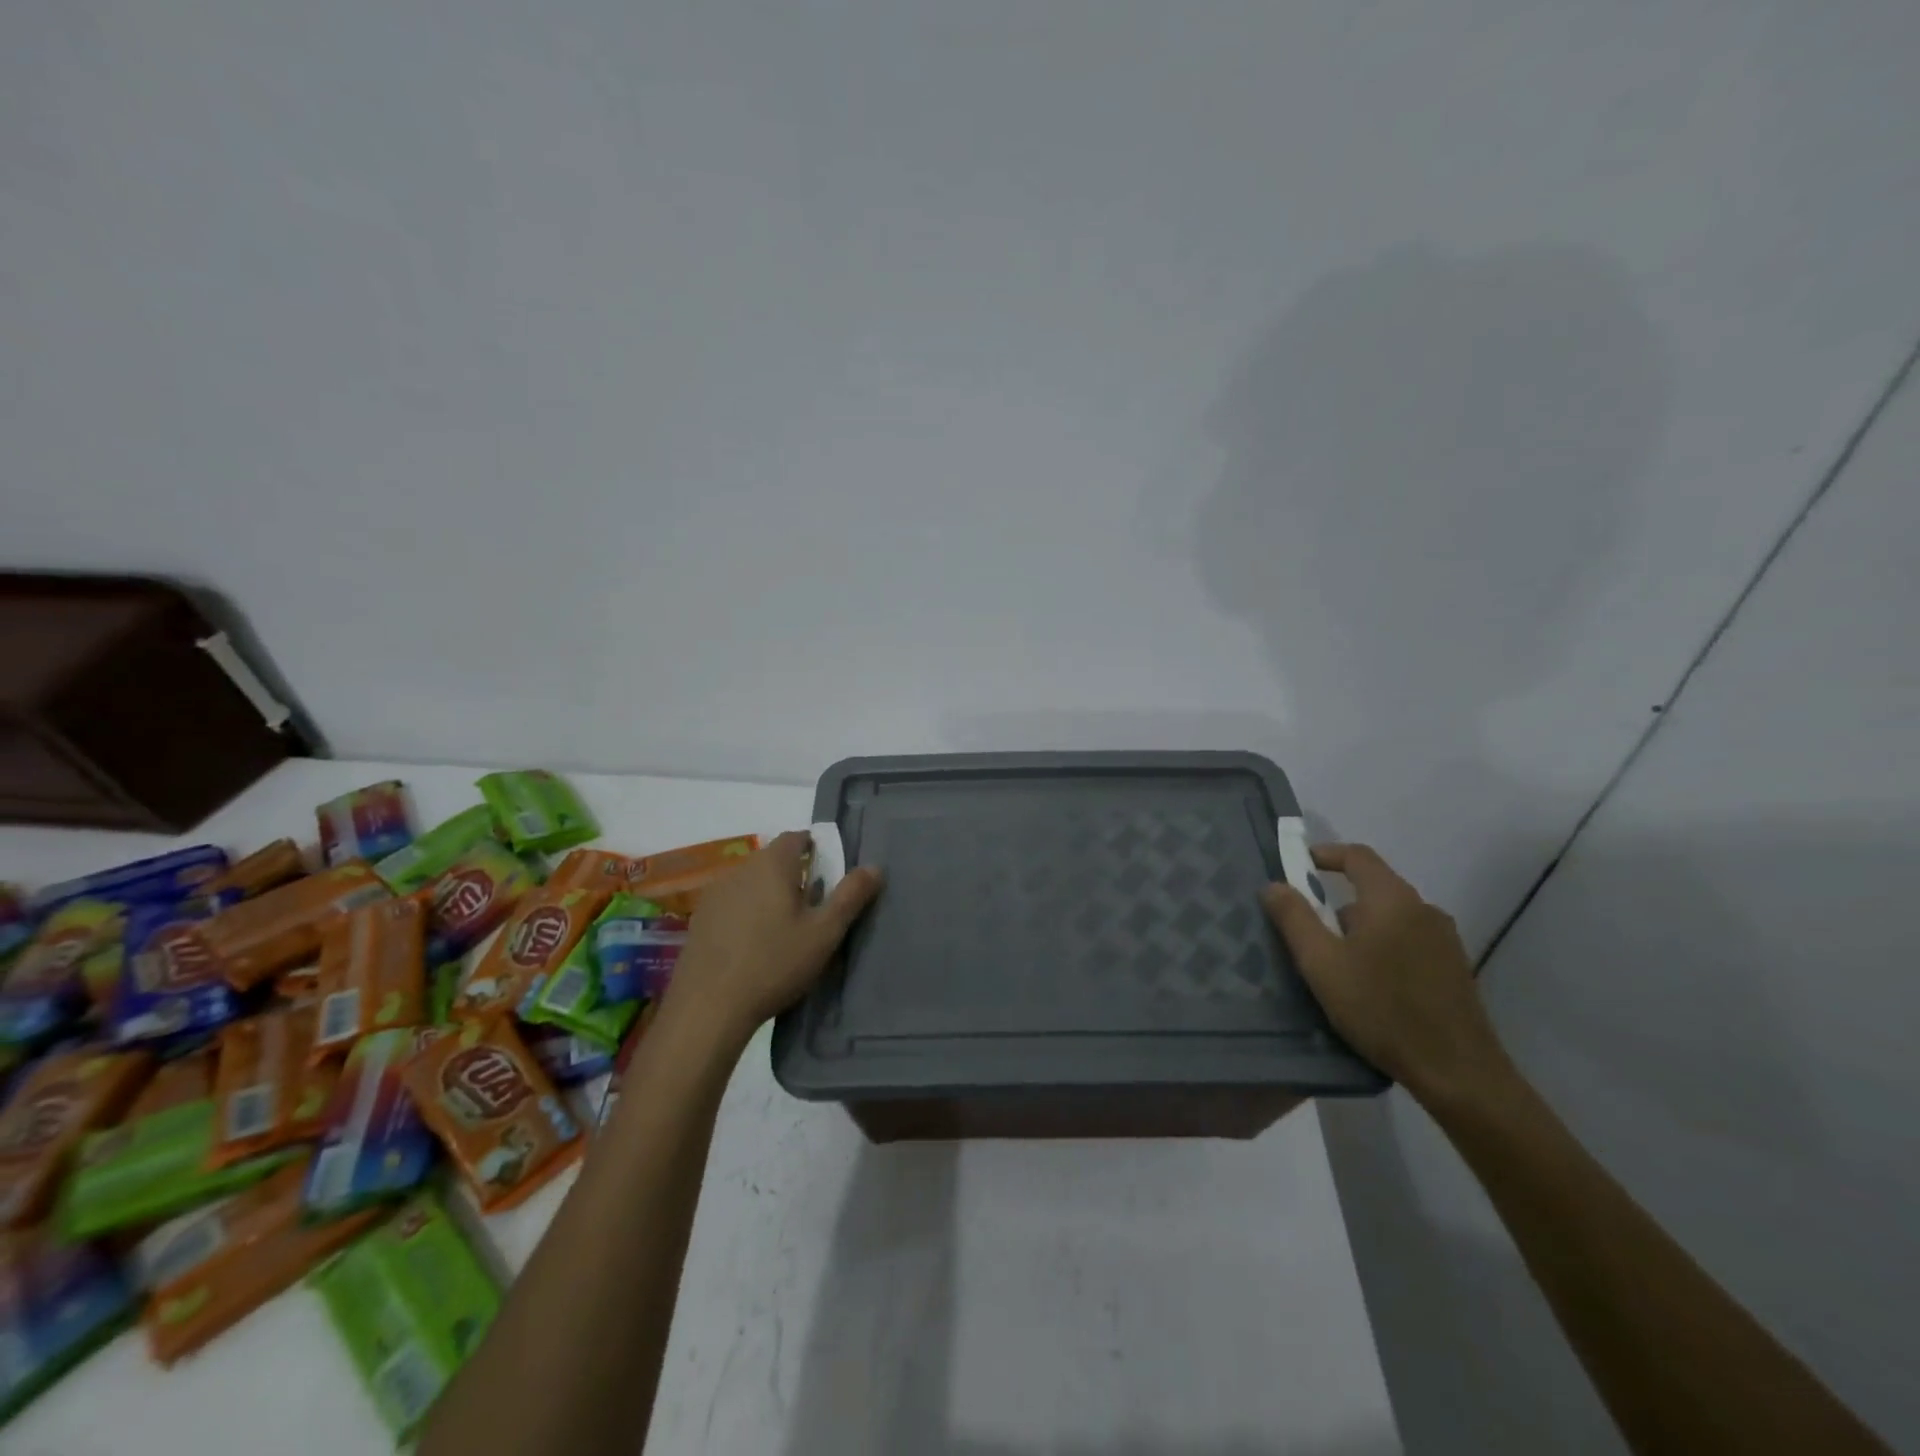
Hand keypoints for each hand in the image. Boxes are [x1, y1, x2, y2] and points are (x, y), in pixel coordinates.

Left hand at [656, 830, 882, 1051]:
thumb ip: (850, 896)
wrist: (708, 1007)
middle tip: (813, 903)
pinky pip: (732, 903)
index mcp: (772, 864)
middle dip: (794, 873)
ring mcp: (715, 894)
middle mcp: (741, 869)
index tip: (829, 870)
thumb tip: (874, 867)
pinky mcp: (700, 920)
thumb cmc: (774, 963)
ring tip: (785, 926)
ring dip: (769, 893)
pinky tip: (754, 943)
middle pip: (772, 858)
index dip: (814, 847)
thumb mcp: (824, 933)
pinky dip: (747, 912)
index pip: (796, 837)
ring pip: (751, 881)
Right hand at [1261, 843, 1513, 1108]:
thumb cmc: (1381, 1010)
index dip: (1326, 855)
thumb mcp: (1322, 964)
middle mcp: (1424, 910)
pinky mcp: (1453, 968)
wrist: (1458, 1072)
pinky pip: (1408, 941)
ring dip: (1359, 931)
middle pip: (1373, 889)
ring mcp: (1444, 940)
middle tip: (1308, 934)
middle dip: (1336, 905)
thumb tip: (1274, 885)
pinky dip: (1383, 948)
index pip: (1358, 856)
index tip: (1298, 868)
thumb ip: (1294, 919)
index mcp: (1393, 900)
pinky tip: (1371, 986)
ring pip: (1390, 919)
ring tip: (1336, 968)